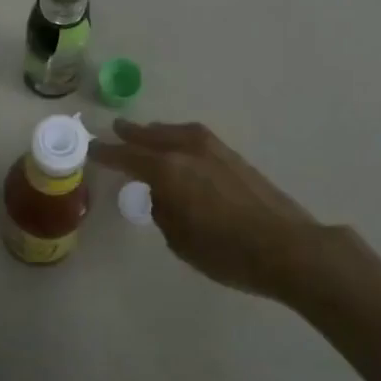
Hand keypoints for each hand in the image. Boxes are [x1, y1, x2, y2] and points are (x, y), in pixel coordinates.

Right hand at [92, 119, 380, 305]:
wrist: (288, 248)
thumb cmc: (227, 252)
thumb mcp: (180, 240)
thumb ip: (164, 212)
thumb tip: (162, 196)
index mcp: (168, 170)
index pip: (128, 157)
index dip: (107, 154)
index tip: (92, 149)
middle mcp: (188, 151)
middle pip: (152, 136)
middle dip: (132, 134)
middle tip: (116, 128)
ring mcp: (214, 150)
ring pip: (177, 133)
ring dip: (158, 132)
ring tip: (148, 134)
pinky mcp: (234, 157)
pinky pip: (195, 138)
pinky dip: (180, 137)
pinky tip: (181, 147)